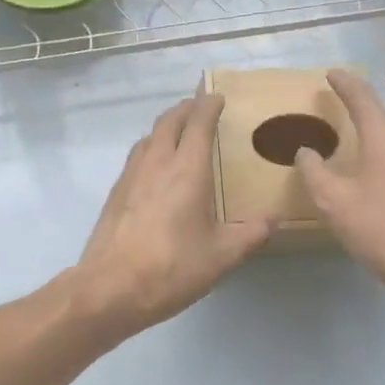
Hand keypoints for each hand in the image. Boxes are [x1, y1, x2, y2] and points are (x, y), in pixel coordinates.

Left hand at [69, 89, 274, 336]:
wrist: (109, 288)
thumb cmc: (171, 267)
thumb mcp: (221, 256)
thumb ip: (250, 235)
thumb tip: (275, 220)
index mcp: (187, 170)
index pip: (198, 123)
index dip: (208, 105)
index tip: (217, 96)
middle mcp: (157, 163)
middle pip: (169, 121)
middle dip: (185, 108)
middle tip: (199, 107)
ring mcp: (131, 176)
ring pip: (149, 136)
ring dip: (166, 126)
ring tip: (179, 132)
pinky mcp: (116, 193)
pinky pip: (137, 156)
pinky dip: (151, 147)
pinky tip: (156, 168)